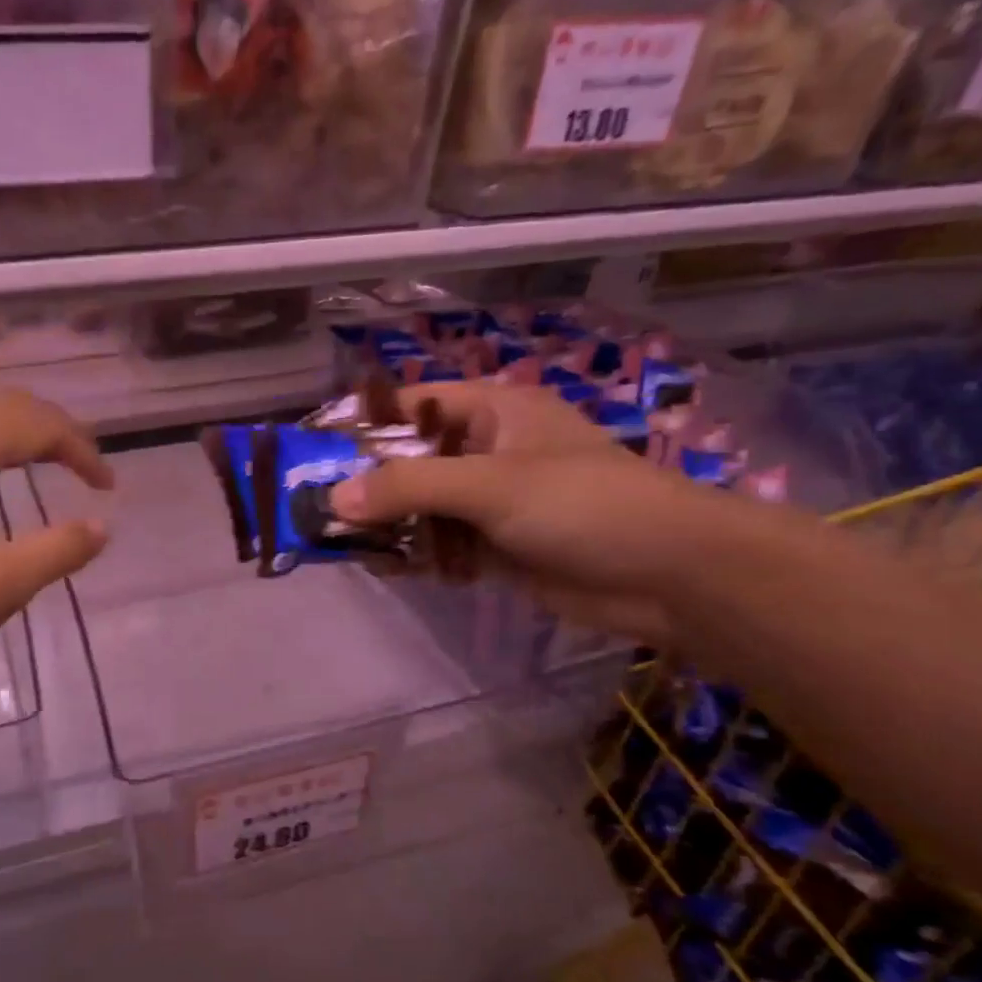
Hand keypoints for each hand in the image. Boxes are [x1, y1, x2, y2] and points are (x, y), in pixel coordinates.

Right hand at [329, 381, 747, 643]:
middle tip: (313, 506)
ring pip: (420, 507)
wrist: (668, 574)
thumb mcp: (490, 484)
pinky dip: (412, 555)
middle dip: (366, 484)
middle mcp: (486, 452)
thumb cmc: (582, 504)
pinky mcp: (495, 548)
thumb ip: (409, 487)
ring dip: (385, 524)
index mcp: (492, 413)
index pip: (411, 406)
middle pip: (409, 461)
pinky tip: (380, 566)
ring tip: (335, 542)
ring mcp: (490, 503)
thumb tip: (333, 499)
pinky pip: (439, 545)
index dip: (362, 423)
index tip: (313, 450)